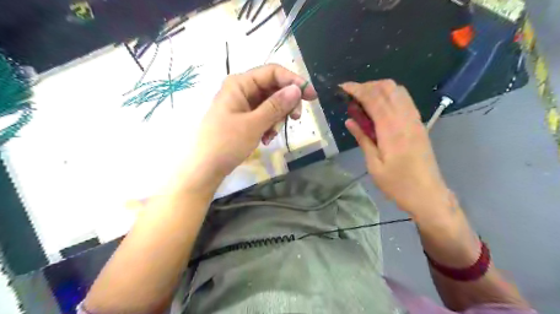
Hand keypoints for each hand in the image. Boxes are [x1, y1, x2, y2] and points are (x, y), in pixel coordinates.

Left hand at [182, 64, 316, 193]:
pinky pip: (264, 116)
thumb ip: (276, 105)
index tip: (311, 96)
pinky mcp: (244, 117)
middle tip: (295, 119)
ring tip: (271, 135)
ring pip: (271, 104)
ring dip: (277, 119)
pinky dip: (269, 126)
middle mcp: (241, 89)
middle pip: (274, 88)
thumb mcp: (254, 124)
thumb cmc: (226, 143)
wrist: (206, 168)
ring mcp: (242, 104)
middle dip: (286, 104)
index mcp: (240, 83)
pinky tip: (266, 139)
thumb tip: (297, 89)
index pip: (273, 72)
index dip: (294, 81)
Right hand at [338, 79, 451, 219]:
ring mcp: (415, 120)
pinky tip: (381, 105)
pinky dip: (391, 95)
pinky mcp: (419, 124)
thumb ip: (363, 139)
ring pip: (398, 91)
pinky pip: (405, 100)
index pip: (374, 99)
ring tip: (364, 97)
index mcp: (391, 129)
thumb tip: (350, 121)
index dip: (357, 89)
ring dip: (380, 88)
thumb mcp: (374, 165)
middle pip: (387, 89)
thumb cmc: (397, 184)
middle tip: (351, 94)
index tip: (343, 87)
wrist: (428, 194)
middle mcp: (405, 119)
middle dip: (367, 85)